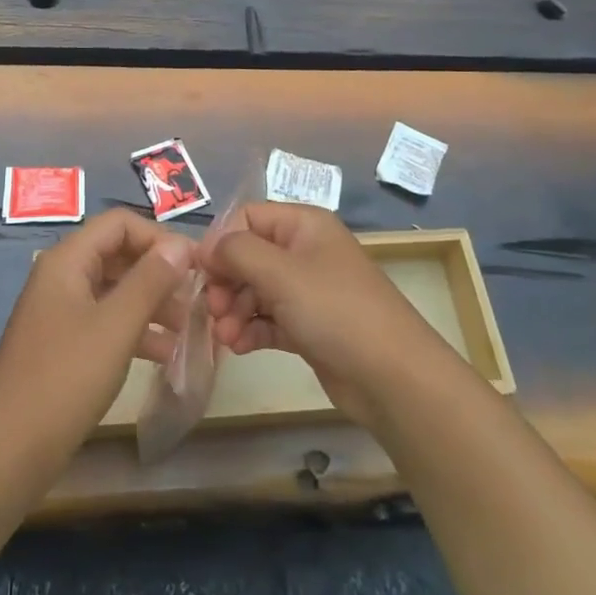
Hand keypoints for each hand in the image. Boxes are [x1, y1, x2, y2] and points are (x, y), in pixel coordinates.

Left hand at [0, 209, 193, 480]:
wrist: (6, 452)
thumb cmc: (64, 379)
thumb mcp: (116, 326)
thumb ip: (151, 280)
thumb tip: (181, 245)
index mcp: (68, 261)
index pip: (120, 224)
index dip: (159, 237)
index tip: (196, 265)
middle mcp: (62, 277)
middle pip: (118, 255)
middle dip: (159, 273)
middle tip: (198, 298)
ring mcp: (61, 313)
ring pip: (115, 291)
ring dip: (153, 303)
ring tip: (189, 328)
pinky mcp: (64, 346)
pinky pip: (107, 323)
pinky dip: (136, 331)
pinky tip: (167, 355)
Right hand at [203, 203, 454, 426]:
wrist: (392, 377)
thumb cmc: (335, 311)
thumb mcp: (281, 273)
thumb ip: (237, 251)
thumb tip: (208, 248)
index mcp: (304, 225)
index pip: (247, 217)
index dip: (221, 241)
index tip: (203, 273)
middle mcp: (305, 251)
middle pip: (248, 255)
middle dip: (226, 281)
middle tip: (214, 310)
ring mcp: (308, 290)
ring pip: (255, 290)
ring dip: (234, 310)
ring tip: (226, 337)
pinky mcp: (309, 326)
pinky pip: (268, 318)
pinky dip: (251, 329)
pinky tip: (239, 347)